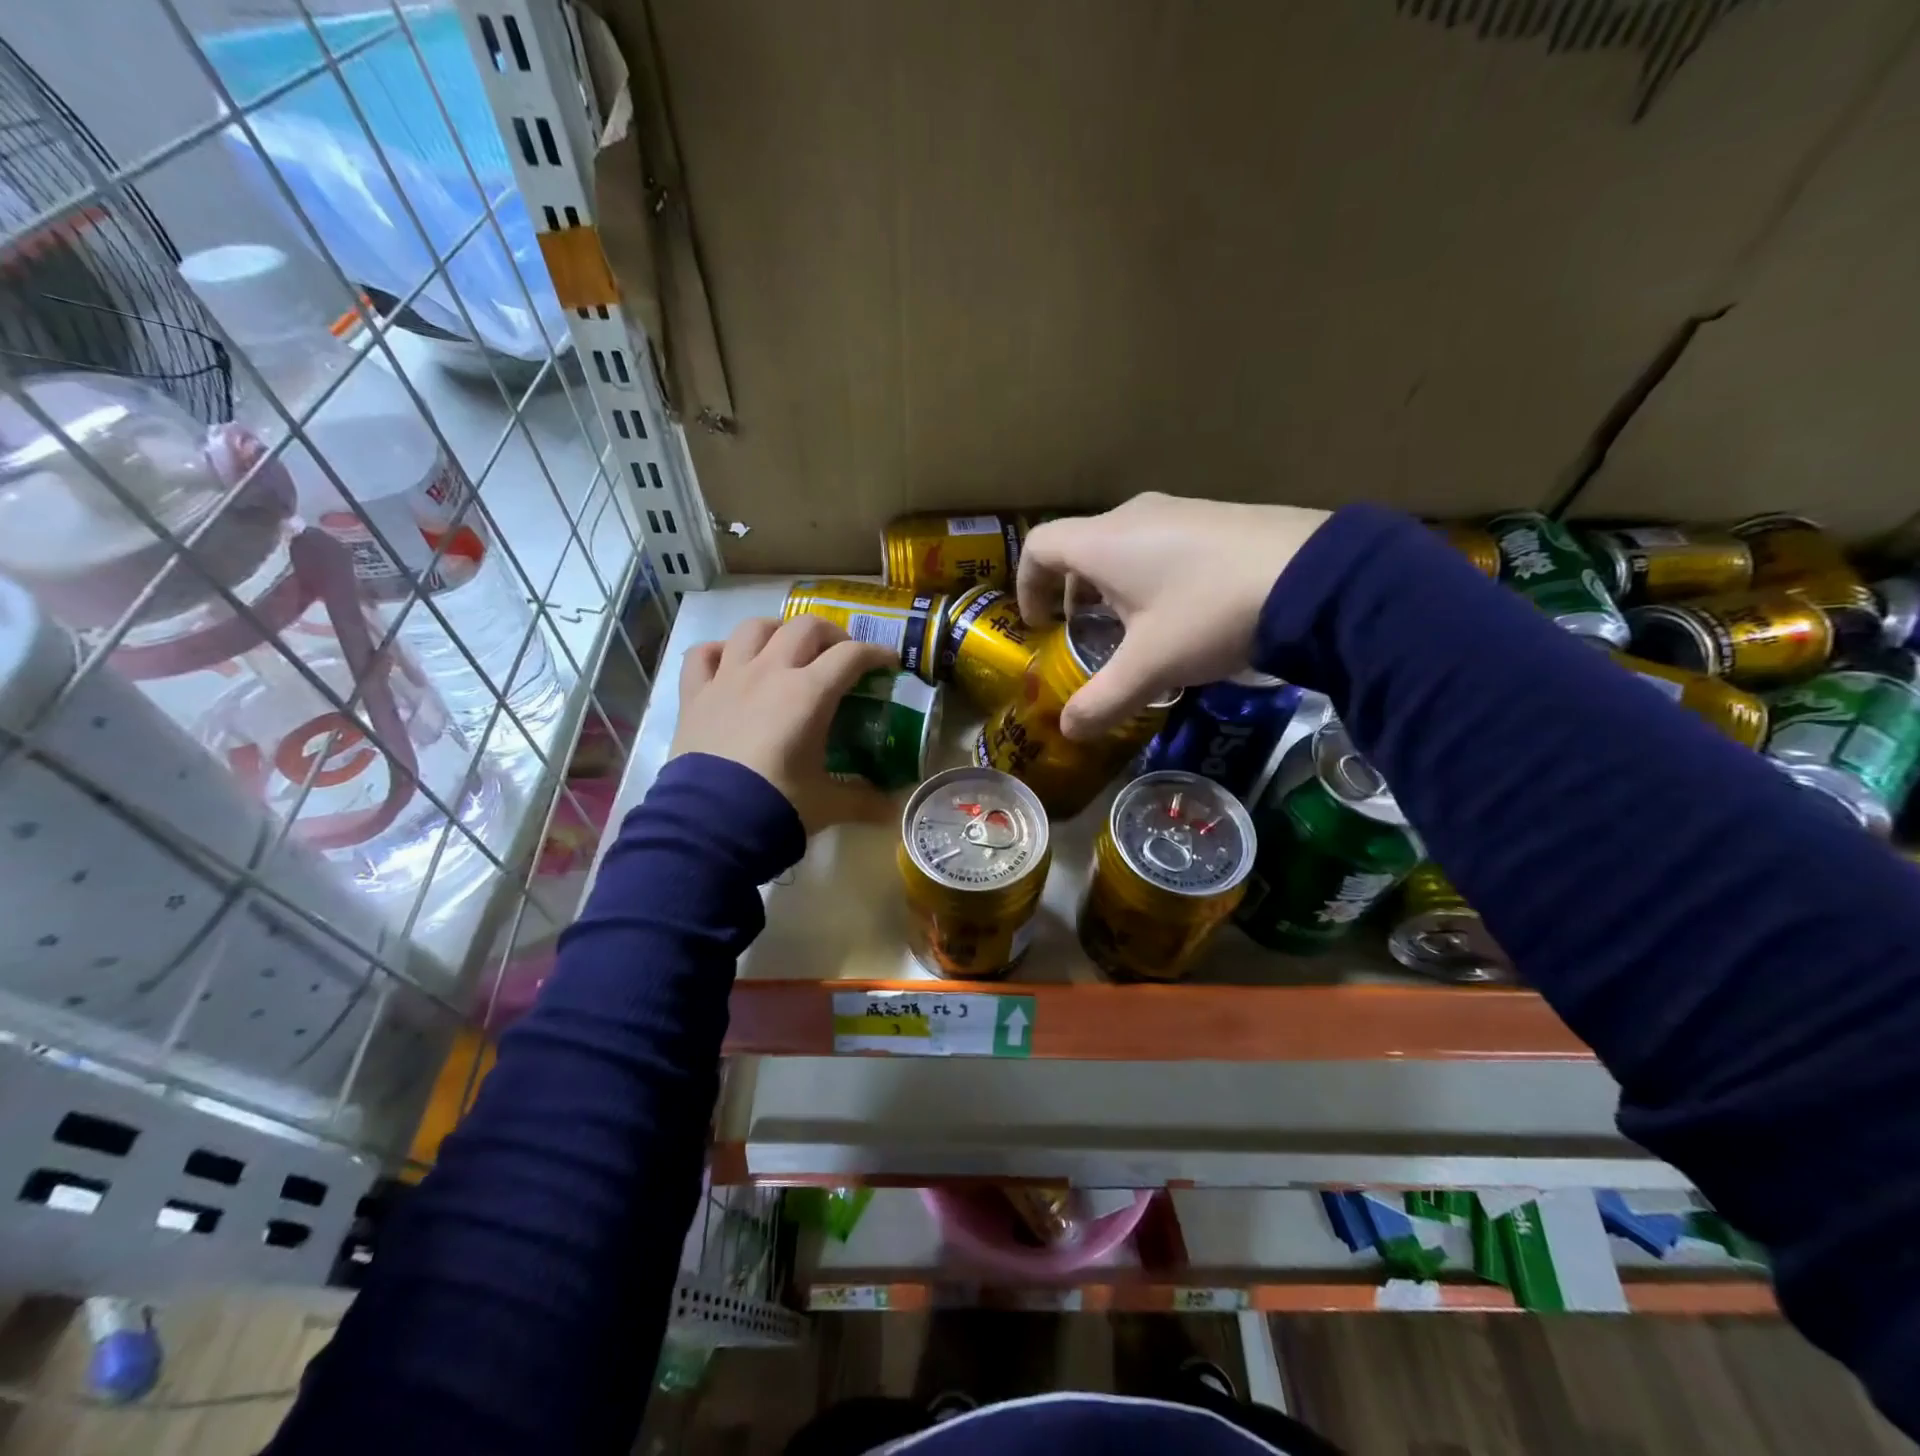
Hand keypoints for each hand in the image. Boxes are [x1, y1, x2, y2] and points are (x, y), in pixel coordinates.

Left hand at [671, 616, 900, 832]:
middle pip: (805, 627)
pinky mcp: (695, 694)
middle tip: (840, 656)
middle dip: (831, 634)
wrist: (709, 825)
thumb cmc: (778, 806)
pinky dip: (720, 651)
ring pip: (754, 628)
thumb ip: (865, 801)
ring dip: (777, 631)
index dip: (876, 653)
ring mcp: (728, 678)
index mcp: (809, 693)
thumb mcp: (829, 804)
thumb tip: (894, 810)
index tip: (888, 662)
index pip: (851, 655)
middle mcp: (770, 672)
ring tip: (787, 648)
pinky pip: (703, 654)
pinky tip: (730, 662)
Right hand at [1017, 493, 1329, 739]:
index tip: (1037, 624)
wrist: (1316, 577)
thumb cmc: (1209, 614)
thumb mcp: (1151, 667)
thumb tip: (1068, 731)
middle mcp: (1134, 515)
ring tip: (1132, 629)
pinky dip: (1149, 576)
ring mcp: (1179, 511)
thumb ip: (1103, 700)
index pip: (1039, 547)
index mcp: (1104, 542)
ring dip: (1112, 586)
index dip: (1026, 585)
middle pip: (1080, 547)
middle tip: (1083, 634)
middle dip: (1071, 592)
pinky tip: (1180, 612)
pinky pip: (1160, 544)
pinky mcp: (1216, 519)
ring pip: (1122, 546)